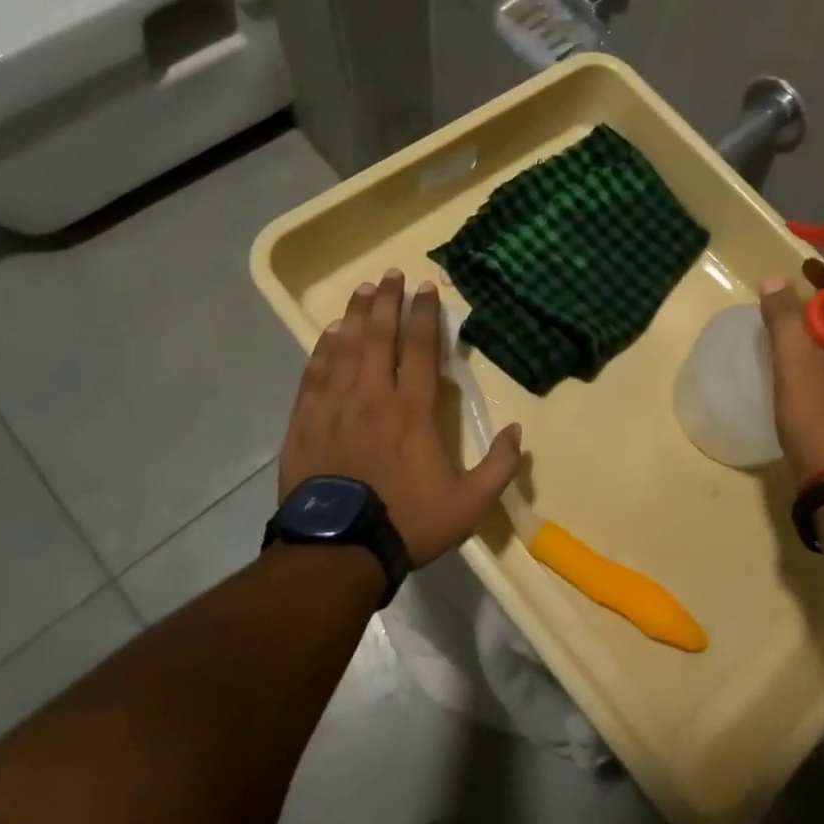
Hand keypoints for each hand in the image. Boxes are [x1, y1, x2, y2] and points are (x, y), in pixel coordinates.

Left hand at [280, 271, 522, 566]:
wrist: (338, 550)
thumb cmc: (407, 521)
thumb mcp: (469, 504)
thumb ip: (499, 466)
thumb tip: (517, 431)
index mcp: (413, 410)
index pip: (422, 349)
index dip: (425, 315)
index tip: (426, 289)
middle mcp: (374, 396)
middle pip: (380, 336)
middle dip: (387, 301)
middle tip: (390, 274)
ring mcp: (336, 406)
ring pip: (345, 348)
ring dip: (355, 315)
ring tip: (361, 290)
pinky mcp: (306, 421)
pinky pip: (314, 374)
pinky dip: (322, 349)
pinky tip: (327, 333)